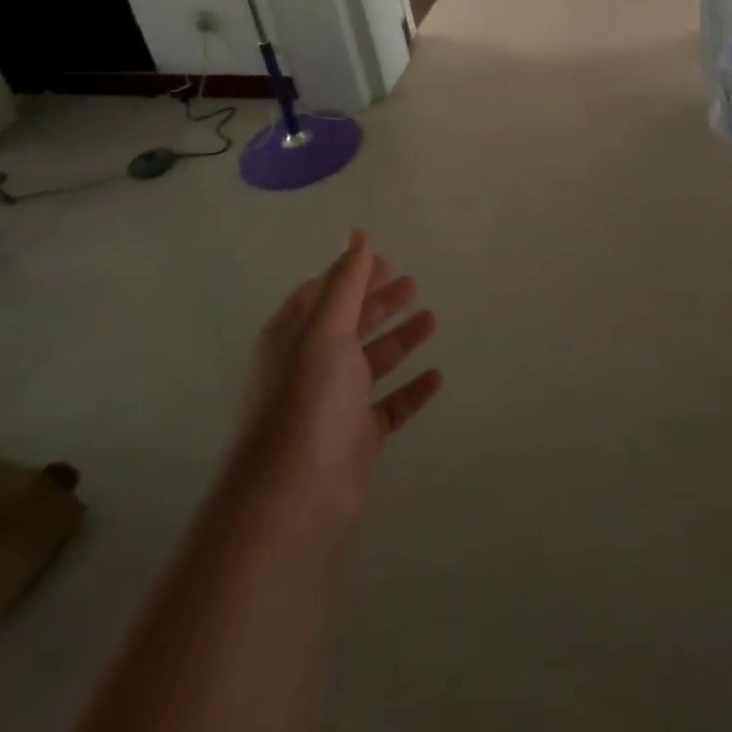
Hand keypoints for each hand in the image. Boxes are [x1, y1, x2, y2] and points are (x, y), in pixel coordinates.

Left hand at [227, 231, 441, 531]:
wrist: (294, 497)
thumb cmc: (308, 398)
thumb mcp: (326, 328)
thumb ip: (346, 281)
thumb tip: (358, 233)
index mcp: (294, 335)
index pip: (324, 292)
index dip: (353, 273)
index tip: (387, 259)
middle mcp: (311, 365)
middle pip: (350, 323)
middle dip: (379, 301)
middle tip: (414, 283)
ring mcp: (334, 404)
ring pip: (372, 362)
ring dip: (399, 339)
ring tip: (431, 318)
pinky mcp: (356, 439)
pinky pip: (389, 406)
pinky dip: (411, 389)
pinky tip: (436, 375)